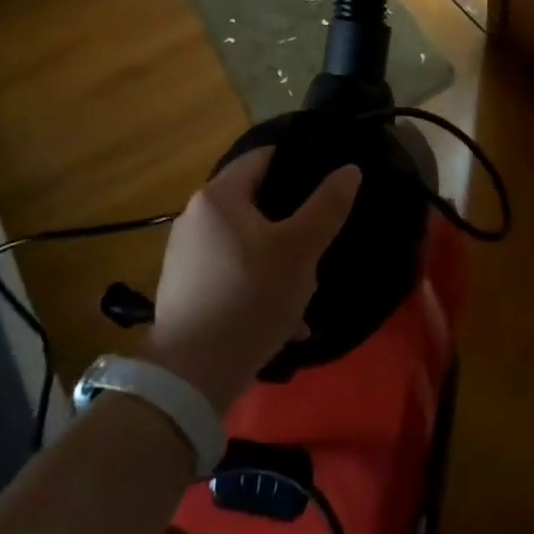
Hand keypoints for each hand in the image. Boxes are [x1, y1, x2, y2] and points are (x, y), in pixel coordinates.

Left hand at [141, 149, 360, 413]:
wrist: (192, 375)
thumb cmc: (251, 297)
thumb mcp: (300, 250)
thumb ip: (327, 206)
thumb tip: (349, 169)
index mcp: (218, 197)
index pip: (263, 158)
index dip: (298, 164)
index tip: (327, 181)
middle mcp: (194, 217)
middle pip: (255, 202)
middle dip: (290, 220)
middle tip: (320, 239)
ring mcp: (184, 255)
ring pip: (245, 241)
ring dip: (277, 257)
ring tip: (304, 285)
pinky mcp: (183, 288)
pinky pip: (230, 271)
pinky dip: (256, 282)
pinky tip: (281, 316)